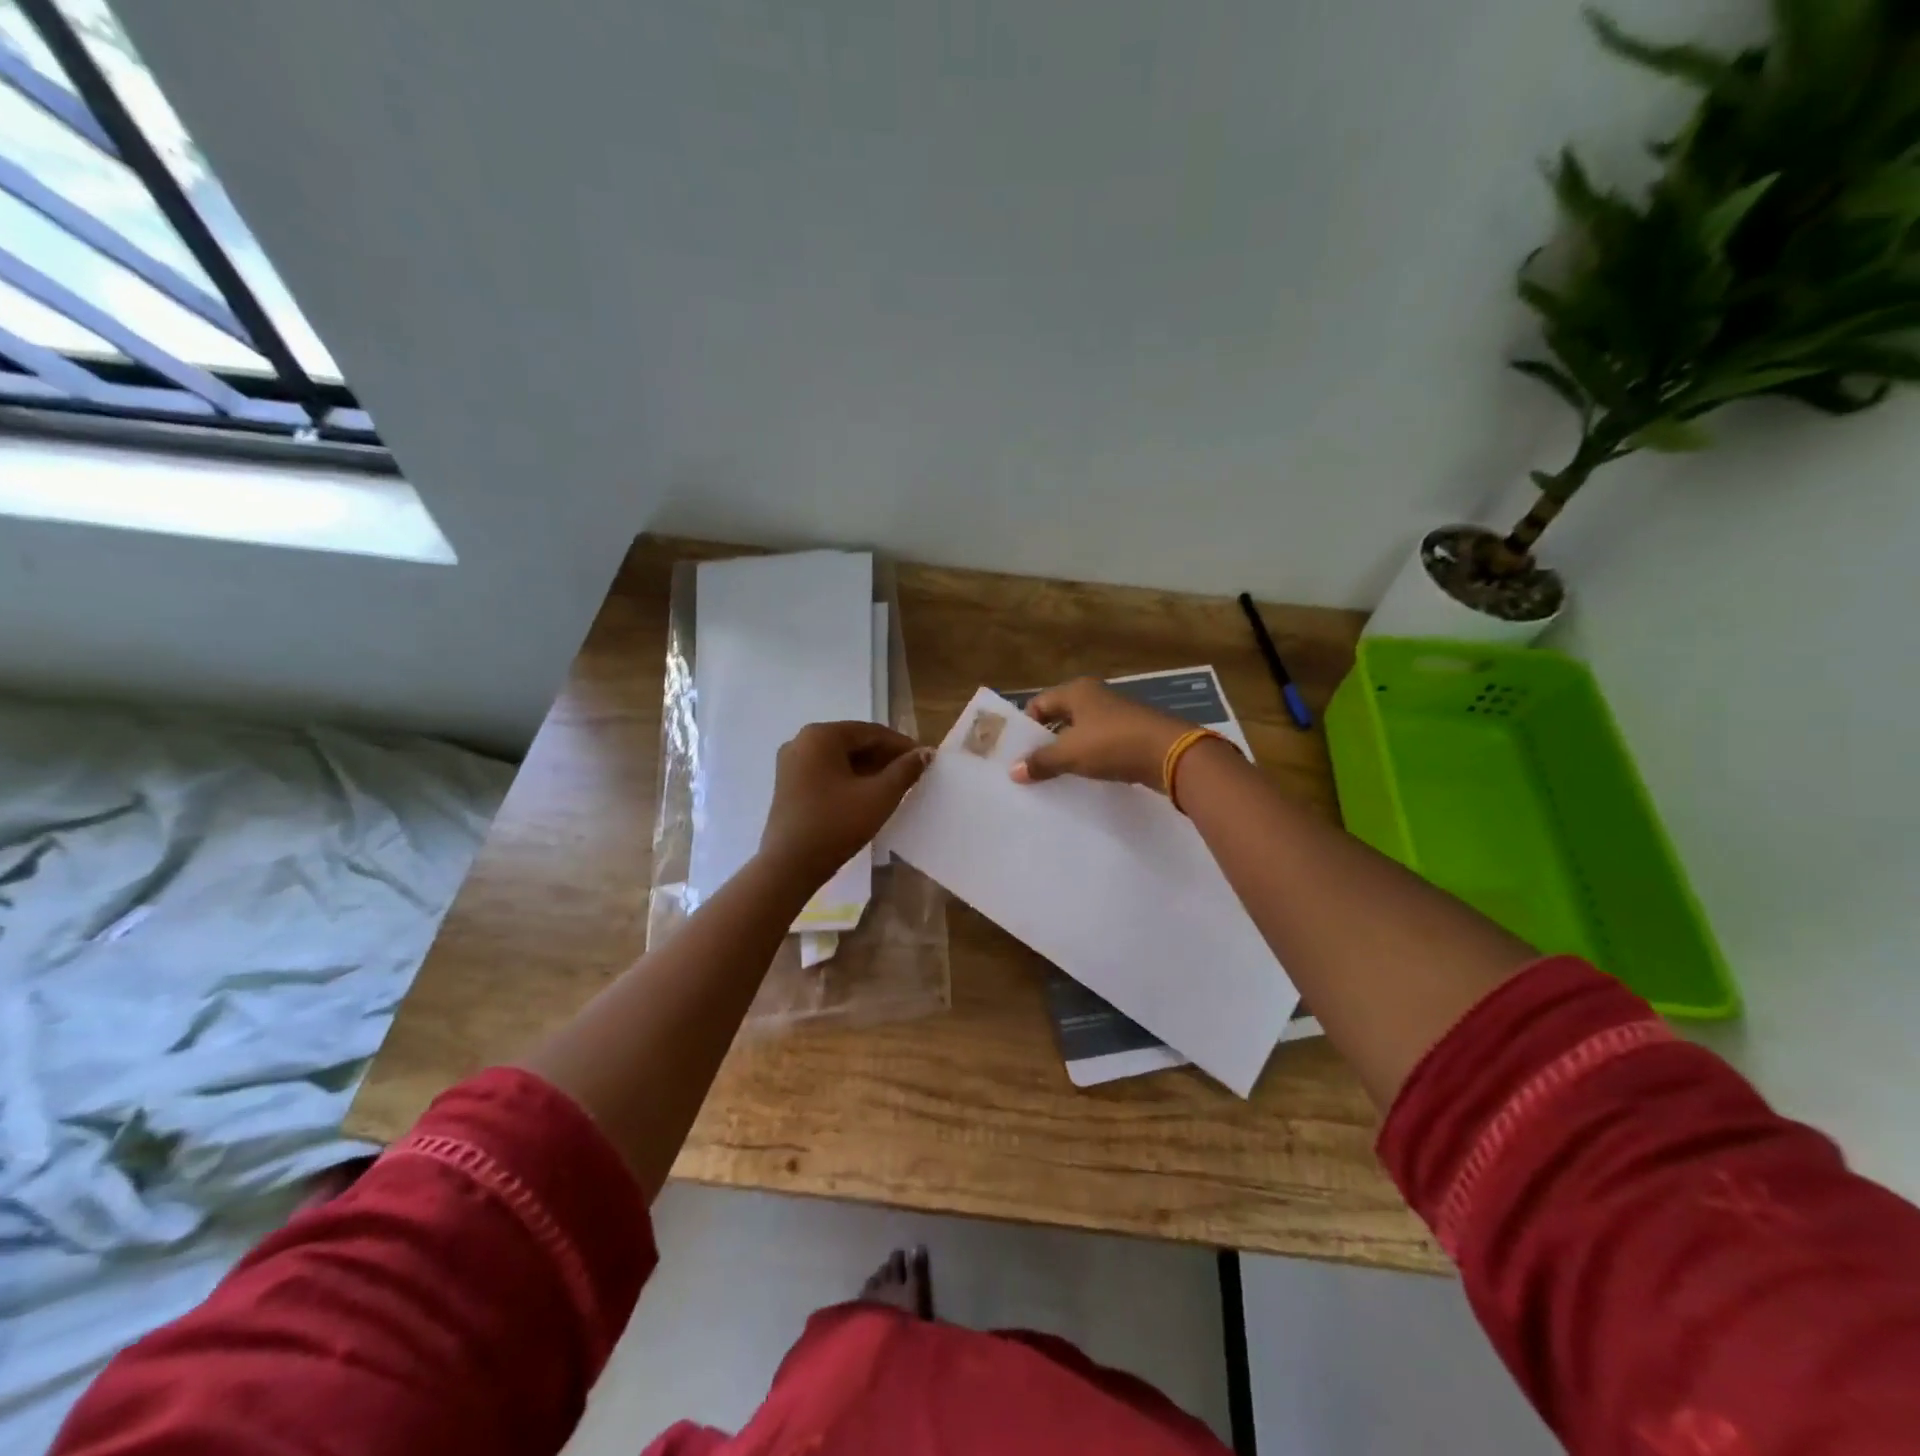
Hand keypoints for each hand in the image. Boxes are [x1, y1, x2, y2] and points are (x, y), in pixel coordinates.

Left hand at [759, 722, 932, 885]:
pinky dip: (848, 779)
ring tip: (894, 786)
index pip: (871, 732)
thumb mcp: (879, 796)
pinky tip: (867, 795)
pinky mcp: (788, 785)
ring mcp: (791, 764)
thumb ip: (905, 770)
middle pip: (853, 742)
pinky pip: (825, 772)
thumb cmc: (836, 825)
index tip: (924, 759)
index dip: (901, 745)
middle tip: (912, 774)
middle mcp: (801, 741)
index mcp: (821, 736)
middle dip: (884, 757)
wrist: (789, 866)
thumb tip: (924, 753)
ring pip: (839, 758)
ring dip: (868, 769)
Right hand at [1009, 677, 1191, 791]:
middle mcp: (1095, 696)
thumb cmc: (1113, 744)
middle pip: (1059, 717)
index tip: (1018, 753)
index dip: (1025, 727)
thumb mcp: (1070, 754)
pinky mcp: (1132, 732)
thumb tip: (1013, 771)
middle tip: (1031, 766)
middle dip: (1045, 740)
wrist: (1172, 754)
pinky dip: (1090, 756)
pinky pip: (1101, 742)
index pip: (1038, 704)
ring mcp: (1116, 713)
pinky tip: (1086, 775)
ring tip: (1056, 775)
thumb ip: (1040, 762)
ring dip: (1068, 750)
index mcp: (1076, 691)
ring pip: (1081, 731)